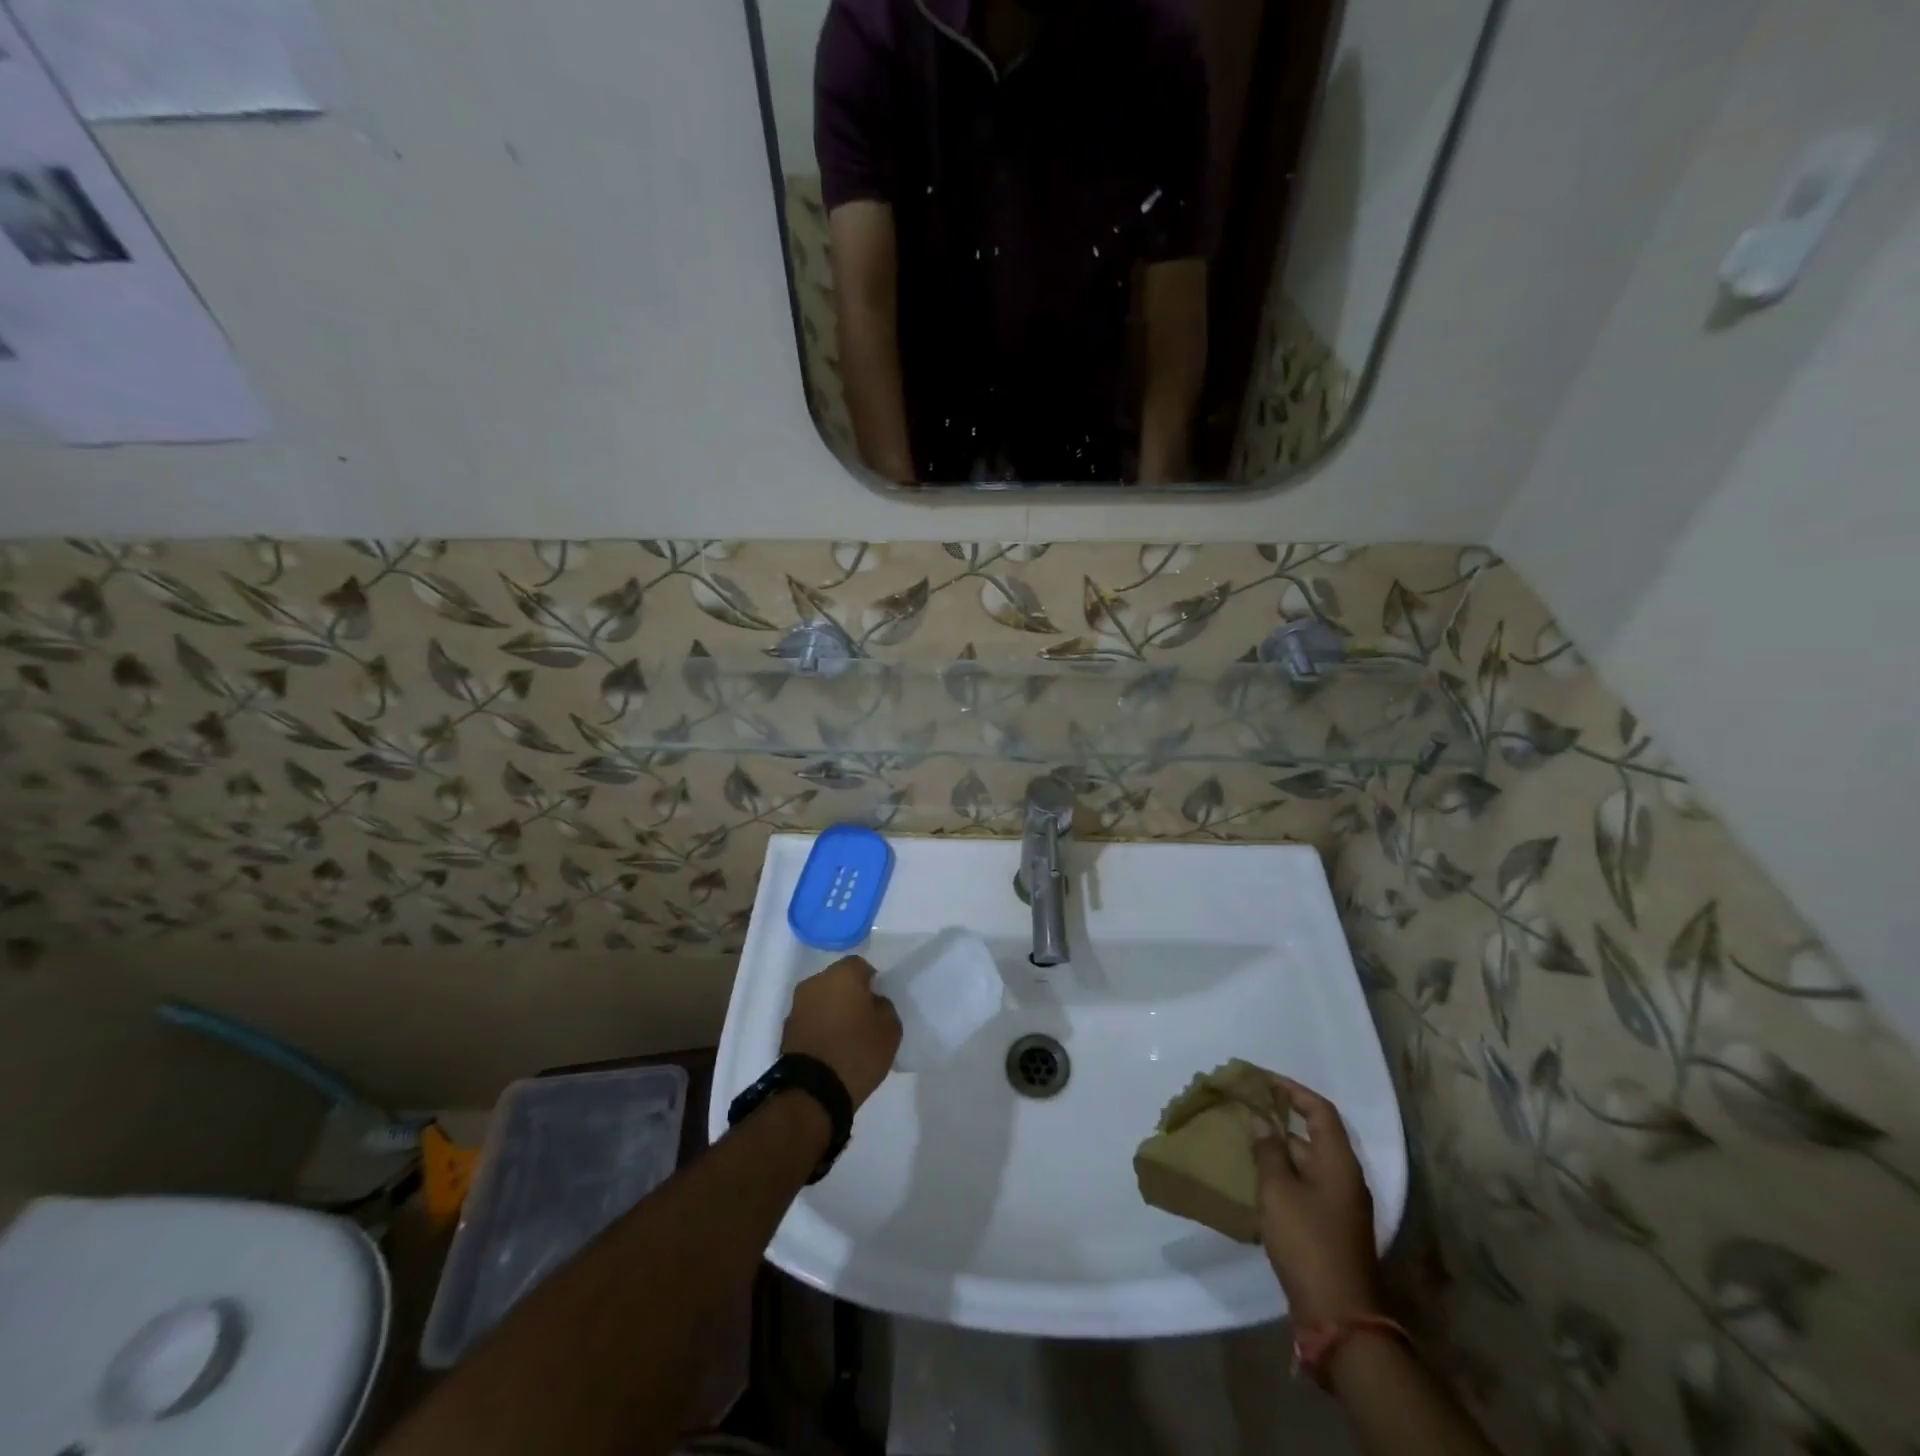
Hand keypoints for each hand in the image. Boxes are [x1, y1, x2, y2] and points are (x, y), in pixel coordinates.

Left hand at [782, 955, 901, 1108]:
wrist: (814, 1090)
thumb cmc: (858, 1051)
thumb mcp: (890, 1028)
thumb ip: (884, 1006)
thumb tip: (872, 1002)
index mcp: (842, 974)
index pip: (861, 966)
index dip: (872, 983)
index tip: (878, 1004)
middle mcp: (815, 982)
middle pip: (837, 981)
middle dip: (849, 995)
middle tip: (863, 1019)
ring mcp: (797, 1006)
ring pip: (821, 1000)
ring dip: (832, 1011)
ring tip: (846, 1037)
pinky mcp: (786, 1030)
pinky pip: (810, 1020)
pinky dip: (820, 1028)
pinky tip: (830, 1049)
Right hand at [1254, 1075, 1382, 1326]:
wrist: (1339, 1316)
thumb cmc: (1308, 1241)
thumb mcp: (1278, 1190)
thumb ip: (1268, 1150)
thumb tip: (1260, 1120)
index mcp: (1339, 1162)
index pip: (1320, 1110)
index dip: (1293, 1090)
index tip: (1263, 1080)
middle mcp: (1345, 1178)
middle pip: (1313, 1136)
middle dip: (1279, 1120)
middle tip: (1244, 1111)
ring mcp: (1340, 1206)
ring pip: (1307, 1164)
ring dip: (1278, 1150)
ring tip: (1243, 1141)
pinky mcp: (1330, 1228)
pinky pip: (1305, 1187)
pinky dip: (1282, 1176)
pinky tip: (1255, 1180)